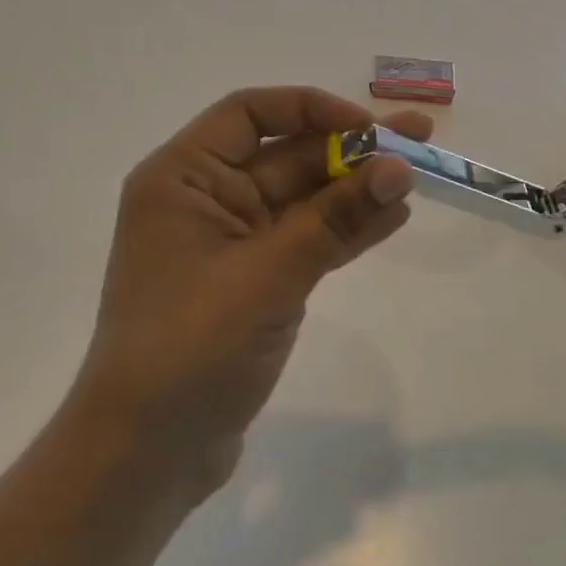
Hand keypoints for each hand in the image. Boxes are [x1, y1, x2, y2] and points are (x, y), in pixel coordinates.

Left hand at [68, 87, 424, 501]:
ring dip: (356, 189)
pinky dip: (345, 228)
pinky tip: (392, 217)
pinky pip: (306, 239)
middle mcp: (205, 198)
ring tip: (418, 177)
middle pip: (286, 154)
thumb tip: (400, 167)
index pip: (250, 113)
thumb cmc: (190, 348)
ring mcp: (231, 242)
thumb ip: (336, 218)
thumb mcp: (268, 274)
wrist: (146, 456)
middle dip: (351, 149)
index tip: (368, 127)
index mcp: (183, 177)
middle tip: (419, 138)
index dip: (312, 109)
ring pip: (303, 198)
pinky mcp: (253, 280)